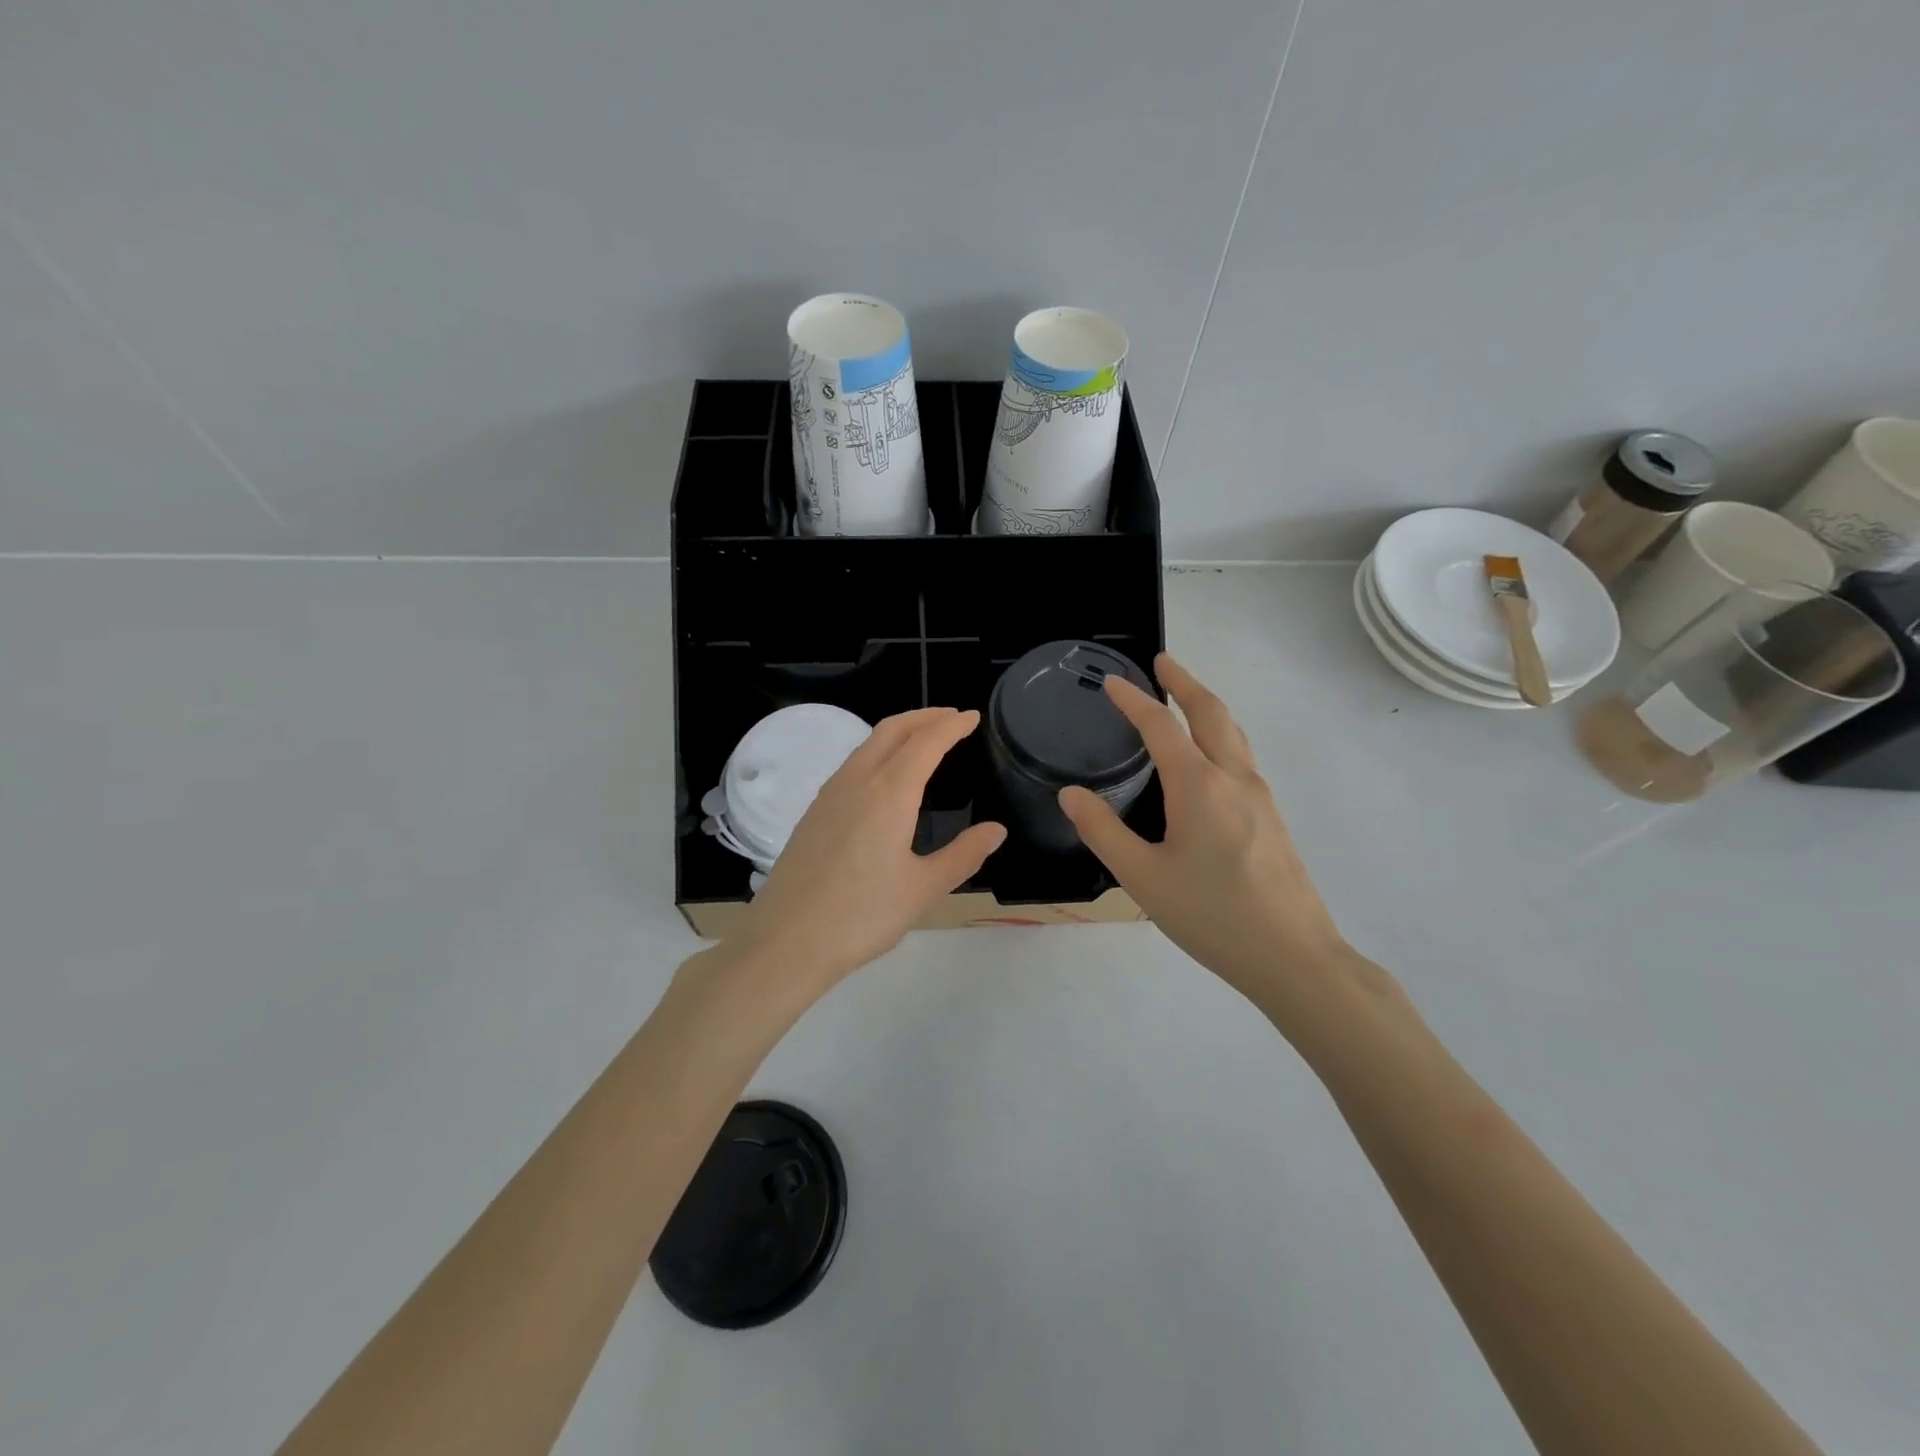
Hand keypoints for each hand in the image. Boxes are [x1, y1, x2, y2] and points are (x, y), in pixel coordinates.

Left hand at [726, 707, 1006, 990]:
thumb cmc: (862, 916)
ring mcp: (830, 794)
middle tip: (953, 718)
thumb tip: (996, 831)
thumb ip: (963, 855)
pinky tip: (886, 775)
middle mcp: (857, 781)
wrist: (786, 940)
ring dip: (900, 731)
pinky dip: (878, 751)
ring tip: (924, 739)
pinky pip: (852, 763)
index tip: (972, 717)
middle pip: (893, 729)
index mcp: (889, 793)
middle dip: (925, 716)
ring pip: (868, 743)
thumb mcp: (923, 889)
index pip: (926, 742)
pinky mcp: (814, 811)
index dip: (951, 725)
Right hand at [1059, 655, 1350, 998]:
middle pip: (1210, 712)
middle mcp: (1233, 778)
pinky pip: (1241, 756)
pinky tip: (1208, 758)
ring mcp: (1259, 796)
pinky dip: (1220, 734)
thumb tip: (1071, 794)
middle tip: (1161, 662)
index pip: (1160, 727)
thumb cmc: (1212, 916)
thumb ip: (1102, 832)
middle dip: (1183, 682)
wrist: (1293, 956)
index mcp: (1199, 786)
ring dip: (1205, 705)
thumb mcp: (1142, 877)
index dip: (1133, 701)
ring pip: (1233, 732)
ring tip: (1183, 698)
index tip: (1112, 682)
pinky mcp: (1271, 816)